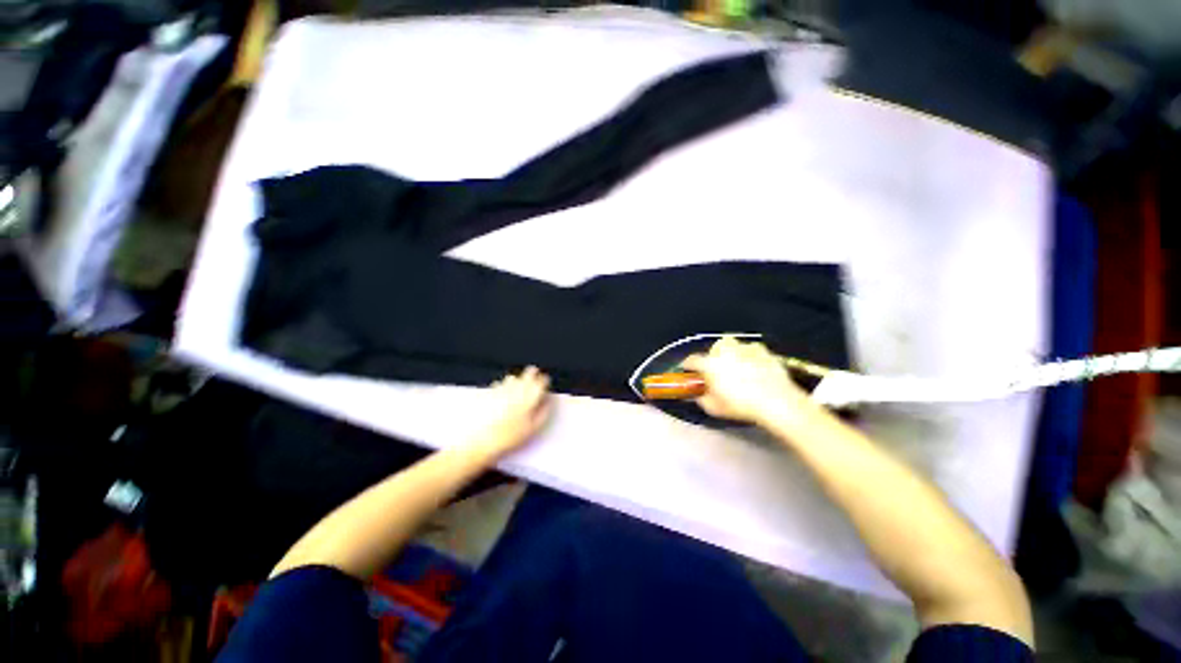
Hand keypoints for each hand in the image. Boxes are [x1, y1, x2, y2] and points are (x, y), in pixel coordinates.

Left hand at [469, 366, 552, 457]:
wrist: (481, 440)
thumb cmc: (509, 436)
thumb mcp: (533, 428)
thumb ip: (543, 412)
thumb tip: (547, 403)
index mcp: (530, 396)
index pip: (542, 381)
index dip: (545, 381)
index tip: (545, 384)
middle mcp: (516, 388)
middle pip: (528, 373)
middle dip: (533, 374)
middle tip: (534, 380)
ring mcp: (502, 388)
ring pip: (513, 377)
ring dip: (518, 380)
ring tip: (519, 388)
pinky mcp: (489, 392)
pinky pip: (499, 383)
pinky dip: (503, 386)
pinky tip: (502, 395)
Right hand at [681, 337, 809, 424]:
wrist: (777, 402)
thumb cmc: (741, 405)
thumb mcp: (714, 408)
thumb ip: (701, 398)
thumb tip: (698, 394)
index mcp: (710, 363)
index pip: (692, 360)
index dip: (688, 365)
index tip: (687, 369)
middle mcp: (726, 351)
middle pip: (715, 347)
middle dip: (714, 355)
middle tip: (717, 368)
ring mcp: (746, 349)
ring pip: (735, 345)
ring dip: (732, 353)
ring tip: (736, 367)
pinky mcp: (765, 352)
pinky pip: (753, 351)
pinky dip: (750, 357)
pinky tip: (754, 368)